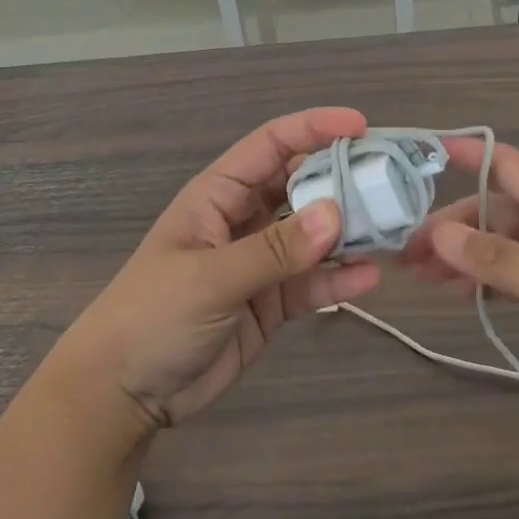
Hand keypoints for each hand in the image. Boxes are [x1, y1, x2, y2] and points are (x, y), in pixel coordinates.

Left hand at [58, 108, 381, 431]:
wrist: (124, 393)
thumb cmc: (153, 316)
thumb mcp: (210, 277)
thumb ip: (274, 249)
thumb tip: (336, 213)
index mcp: (219, 195)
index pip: (272, 145)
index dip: (314, 128)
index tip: (362, 126)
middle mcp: (244, 219)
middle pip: (301, 185)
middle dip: (343, 179)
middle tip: (392, 181)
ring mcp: (260, 261)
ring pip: (313, 234)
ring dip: (349, 231)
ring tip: (393, 229)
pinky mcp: (271, 302)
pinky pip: (312, 282)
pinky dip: (339, 279)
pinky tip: (370, 278)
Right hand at [398, 138, 518, 413]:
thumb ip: (496, 261)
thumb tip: (437, 233)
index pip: (504, 163)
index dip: (463, 152)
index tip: (416, 156)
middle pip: (492, 210)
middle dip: (448, 226)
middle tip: (404, 253)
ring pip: (501, 246)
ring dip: (462, 257)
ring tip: (420, 279)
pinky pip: (516, 276)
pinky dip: (486, 282)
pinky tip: (462, 297)